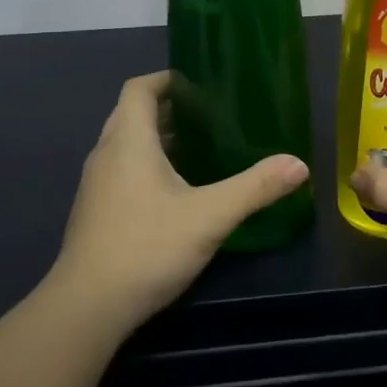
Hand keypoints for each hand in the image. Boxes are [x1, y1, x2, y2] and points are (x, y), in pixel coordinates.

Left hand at [49, 71, 308, 332]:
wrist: (87, 307)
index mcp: (129, 141)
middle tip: (207, 115)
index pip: (139, 88)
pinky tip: (174, 191)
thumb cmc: (147, 247)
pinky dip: (144, 165)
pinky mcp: (94, 211)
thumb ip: (255, 188)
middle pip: (131, 113)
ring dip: (155, 138)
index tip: (197, 84)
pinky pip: (120, 170)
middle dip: (166, 108)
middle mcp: (106, 154)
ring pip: (124, 144)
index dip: (165, 79)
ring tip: (197, 148)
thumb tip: (299, 164)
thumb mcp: (210, 216)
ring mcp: (95, 185)